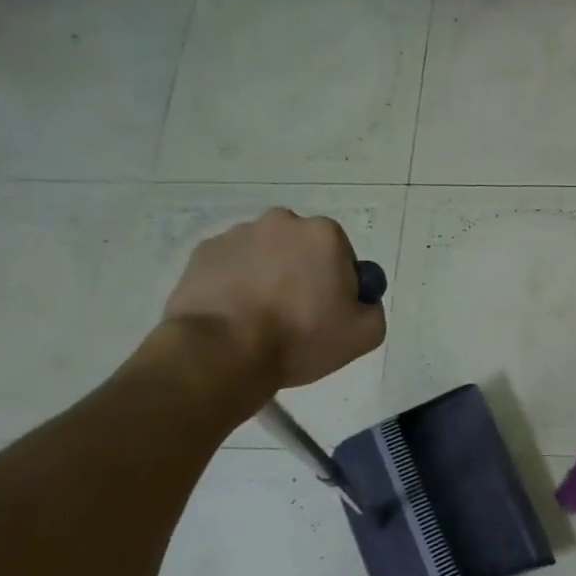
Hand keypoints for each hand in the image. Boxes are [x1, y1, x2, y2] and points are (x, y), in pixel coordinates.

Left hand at [161, 209, 384, 395]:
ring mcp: (237, 235)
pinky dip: (236, 283)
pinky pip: (231, 266)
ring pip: (265, 255)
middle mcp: (281, 222)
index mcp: (324, 235)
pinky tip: (235, 315)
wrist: (223, 352)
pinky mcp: (202, 253)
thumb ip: (372, 308)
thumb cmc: (301, 338)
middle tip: (297, 316)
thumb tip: (360, 299)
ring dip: (268, 277)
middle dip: (302, 274)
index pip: (342, 256)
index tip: (329, 313)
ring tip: (260, 319)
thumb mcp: (365, 334)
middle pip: (302, 250)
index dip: (339, 286)